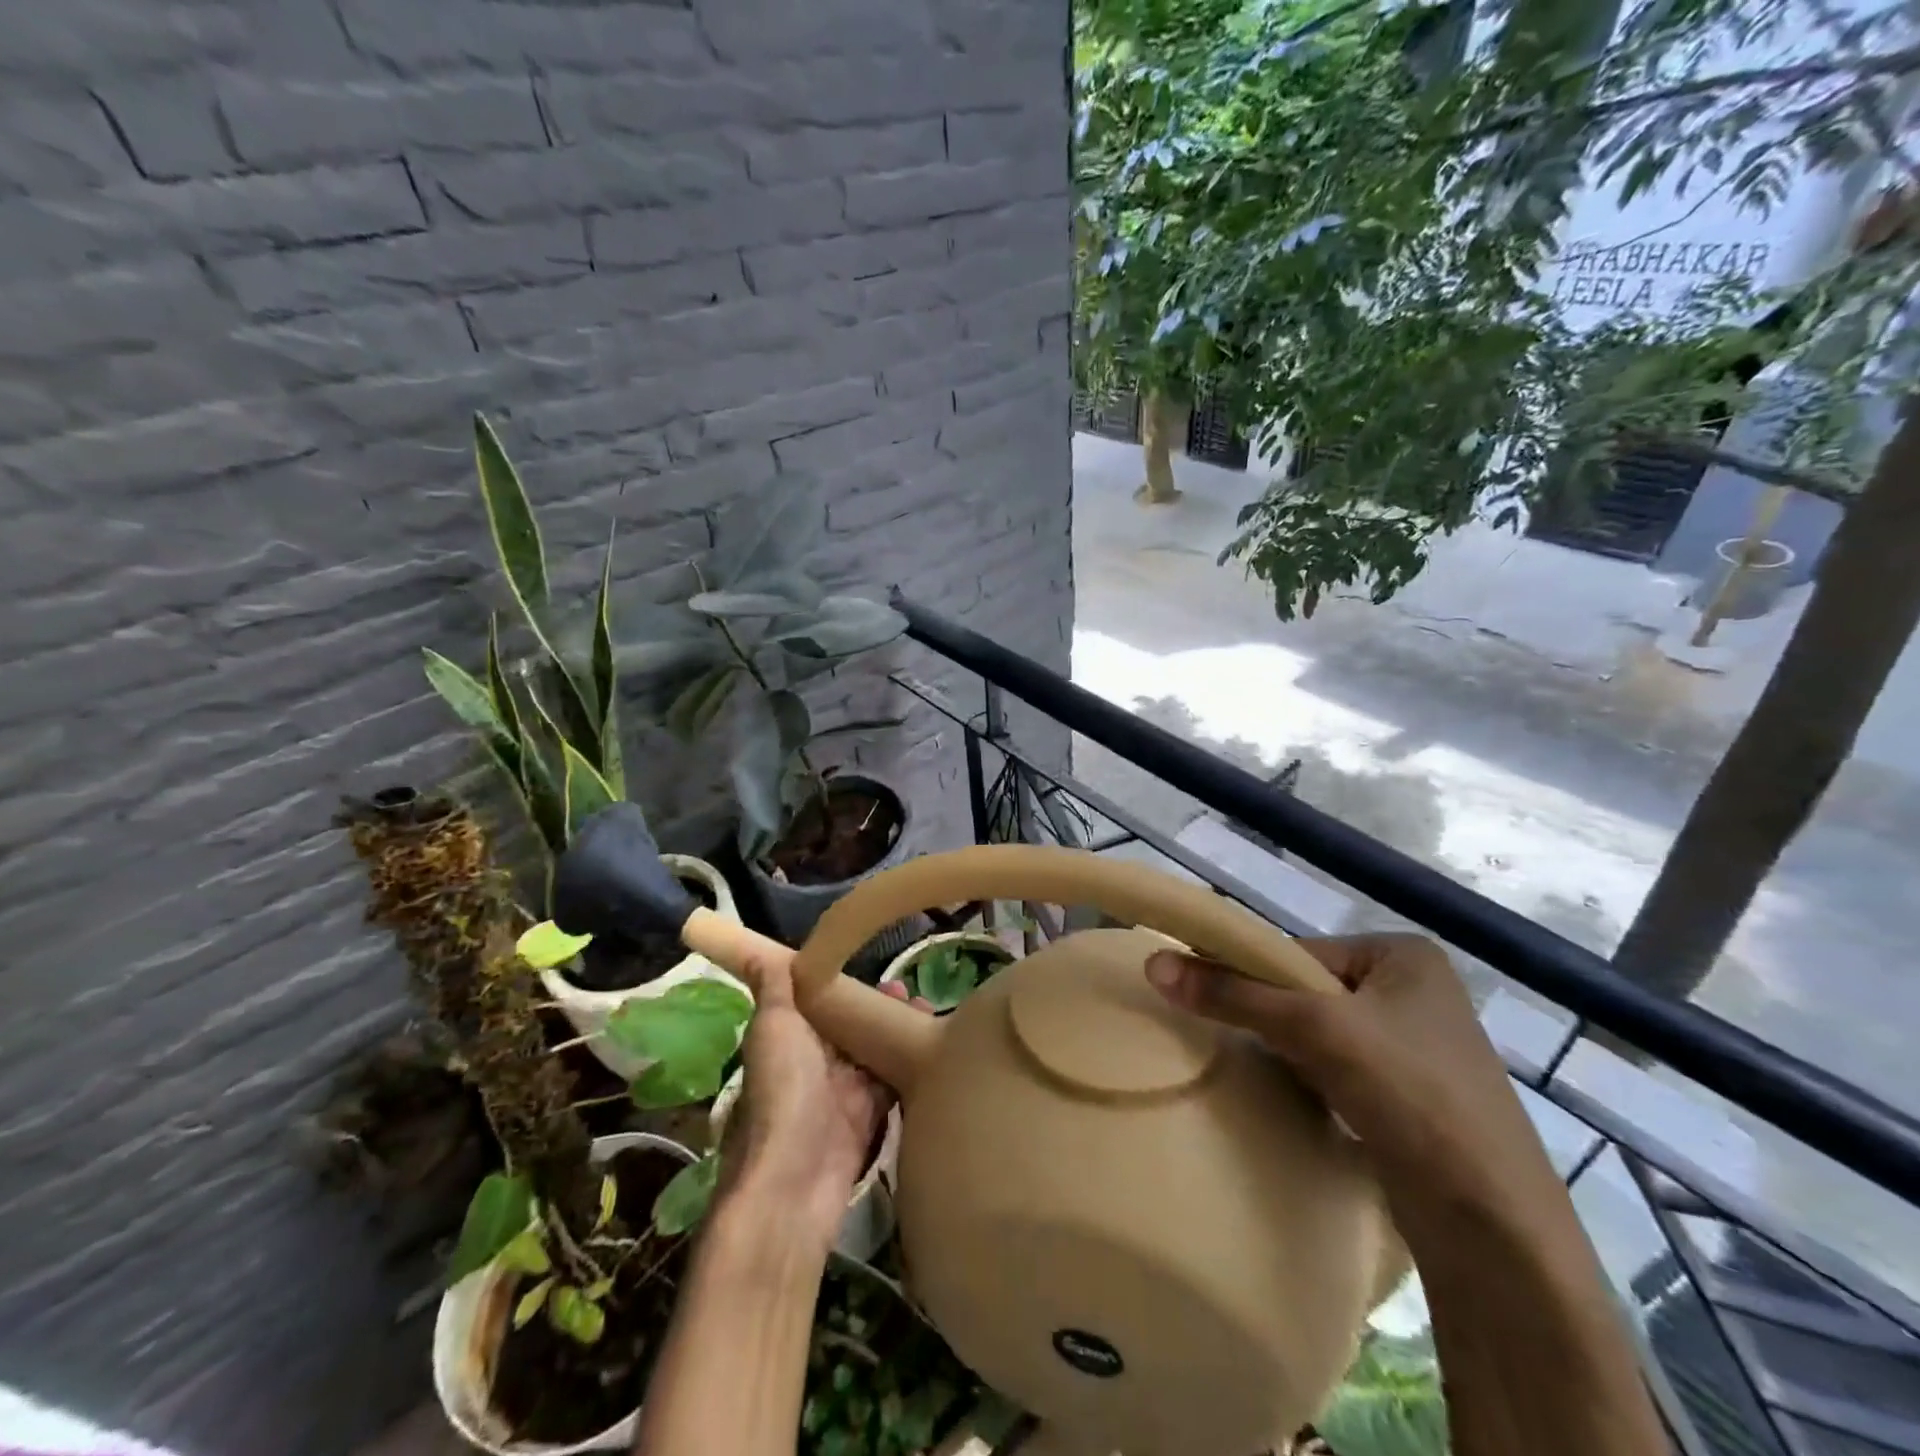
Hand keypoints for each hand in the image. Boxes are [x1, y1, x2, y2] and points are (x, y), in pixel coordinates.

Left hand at [715, 952, 899, 1249]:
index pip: (818, 1003)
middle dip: (877, 1005)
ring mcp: (842, 1094)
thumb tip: (760, 952)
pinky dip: (909, 1063)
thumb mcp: (773, 1027)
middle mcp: (814, 1064)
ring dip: (897, 1030)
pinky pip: (891, 1084)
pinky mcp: (868, 1119)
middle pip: (850, 1027)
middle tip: (908, 988)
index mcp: (789, 1040)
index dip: (843, 981)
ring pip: (874, 1052)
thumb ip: (775, 989)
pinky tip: (933, 1045)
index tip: (871, 960)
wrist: (795, 1180)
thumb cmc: (782, 1091)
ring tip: (926, 1007)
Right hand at [1145, 935, 1565, 1238]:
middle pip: (1306, 990)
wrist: (1495, 1230)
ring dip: (1286, 1050)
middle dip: (1269, 1016)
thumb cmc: (1412, 1096)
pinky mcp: (1410, 1096)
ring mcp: (1415, 1047)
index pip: (1298, 951)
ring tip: (1261, 1071)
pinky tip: (1294, 1098)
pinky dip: (1309, 1078)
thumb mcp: (1314, 1030)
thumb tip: (1152, 964)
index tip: (1208, 1000)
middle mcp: (1413, 992)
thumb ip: (1234, 994)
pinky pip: (1338, 1068)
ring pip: (1319, 1032)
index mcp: (1404, 956)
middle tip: (1232, 1041)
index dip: (1250, 974)